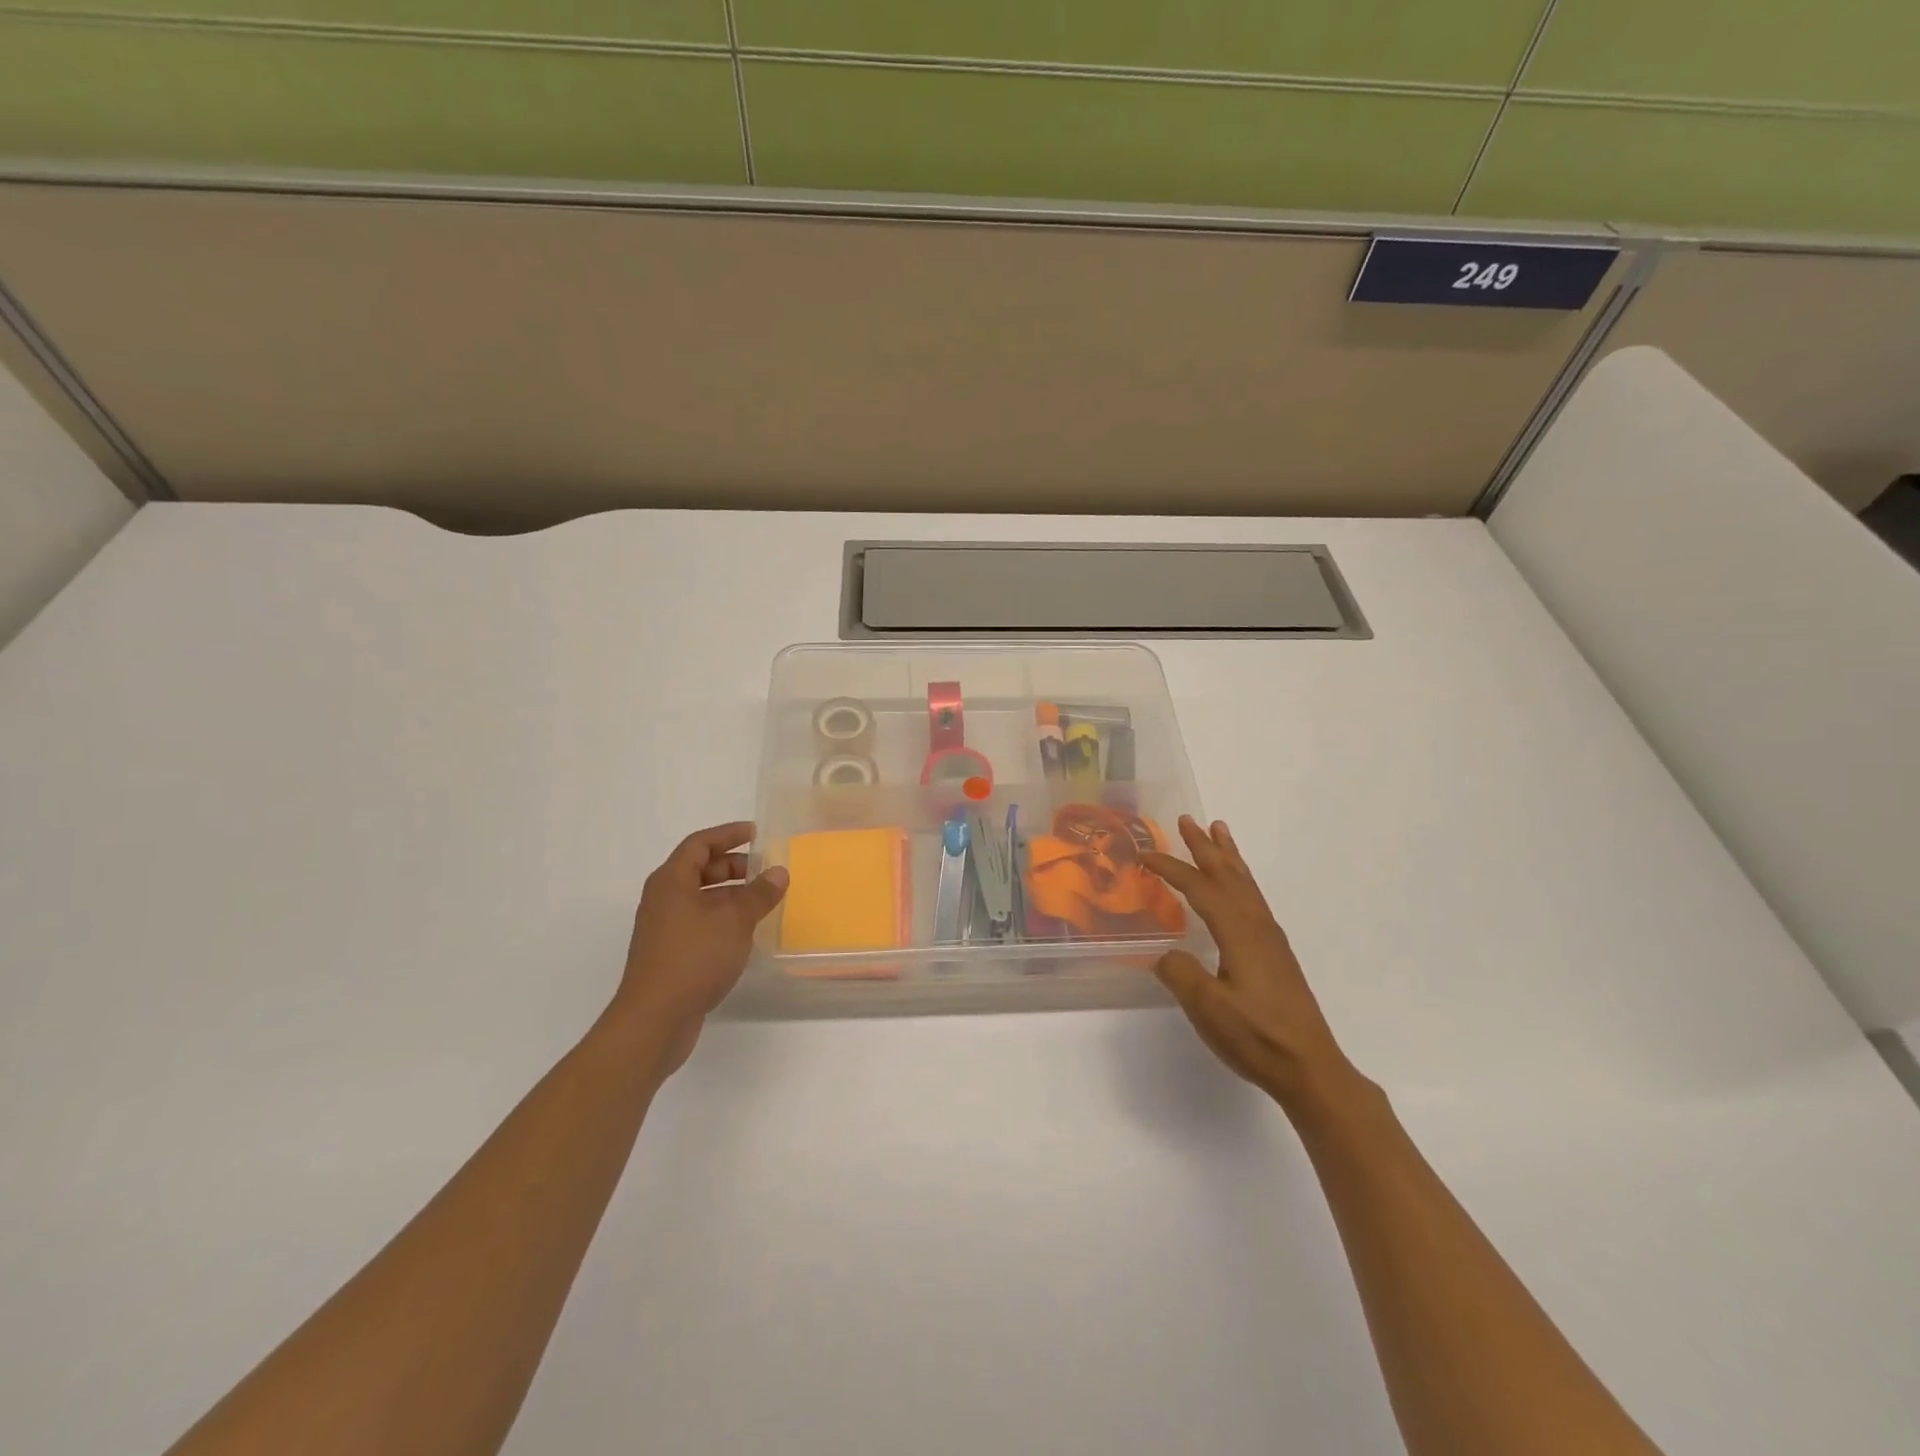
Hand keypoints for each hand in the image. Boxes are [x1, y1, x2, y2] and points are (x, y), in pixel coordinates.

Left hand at [613, 821, 787, 1075]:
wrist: (654, 1020)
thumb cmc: (693, 959)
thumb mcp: (734, 921)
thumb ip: (759, 894)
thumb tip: (779, 872)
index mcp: (671, 882)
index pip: (699, 844)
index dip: (727, 835)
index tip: (756, 833)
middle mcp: (663, 899)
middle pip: (699, 870)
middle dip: (733, 865)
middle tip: (765, 870)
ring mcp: (665, 929)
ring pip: (701, 898)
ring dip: (731, 895)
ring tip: (763, 901)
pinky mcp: (671, 954)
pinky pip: (700, 923)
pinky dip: (724, 918)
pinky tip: (746, 932)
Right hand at [1142, 816, 1361, 1113]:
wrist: (1310, 1068)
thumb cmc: (1257, 1037)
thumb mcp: (1208, 1008)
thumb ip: (1180, 974)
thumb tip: (1163, 954)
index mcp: (1239, 932)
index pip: (1201, 889)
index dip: (1172, 869)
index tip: (1145, 856)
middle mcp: (1257, 926)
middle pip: (1228, 875)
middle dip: (1205, 847)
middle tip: (1187, 820)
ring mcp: (1270, 938)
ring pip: (1245, 884)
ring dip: (1228, 856)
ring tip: (1218, 831)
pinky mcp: (1275, 953)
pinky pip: (1253, 899)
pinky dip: (1241, 879)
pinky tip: (1236, 887)